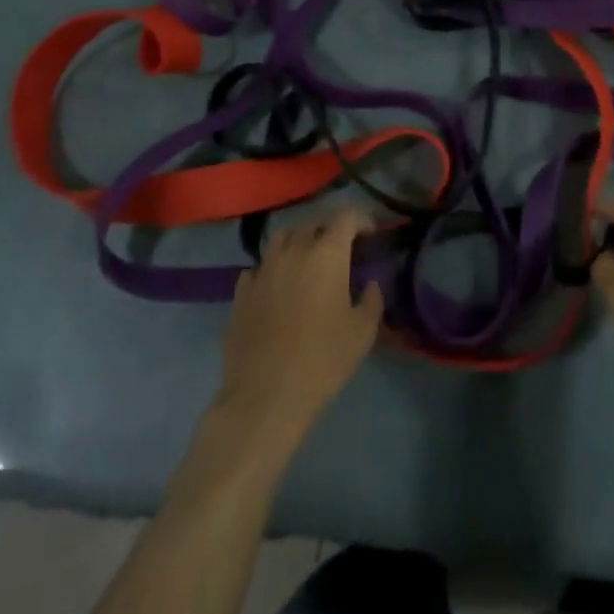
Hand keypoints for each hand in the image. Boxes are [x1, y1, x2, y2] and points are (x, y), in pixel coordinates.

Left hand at [218, 210, 382, 434]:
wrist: (265, 397)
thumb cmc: (322, 360)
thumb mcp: (363, 332)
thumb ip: (372, 299)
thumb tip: (370, 283)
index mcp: (327, 254)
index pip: (346, 217)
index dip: (361, 219)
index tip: (370, 233)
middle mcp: (293, 251)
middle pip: (313, 224)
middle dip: (329, 230)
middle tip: (341, 249)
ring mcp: (263, 269)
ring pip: (281, 238)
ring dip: (297, 242)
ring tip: (306, 260)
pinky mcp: (241, 292)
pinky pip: (258, 267)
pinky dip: (272, 269)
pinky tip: (277, 287)